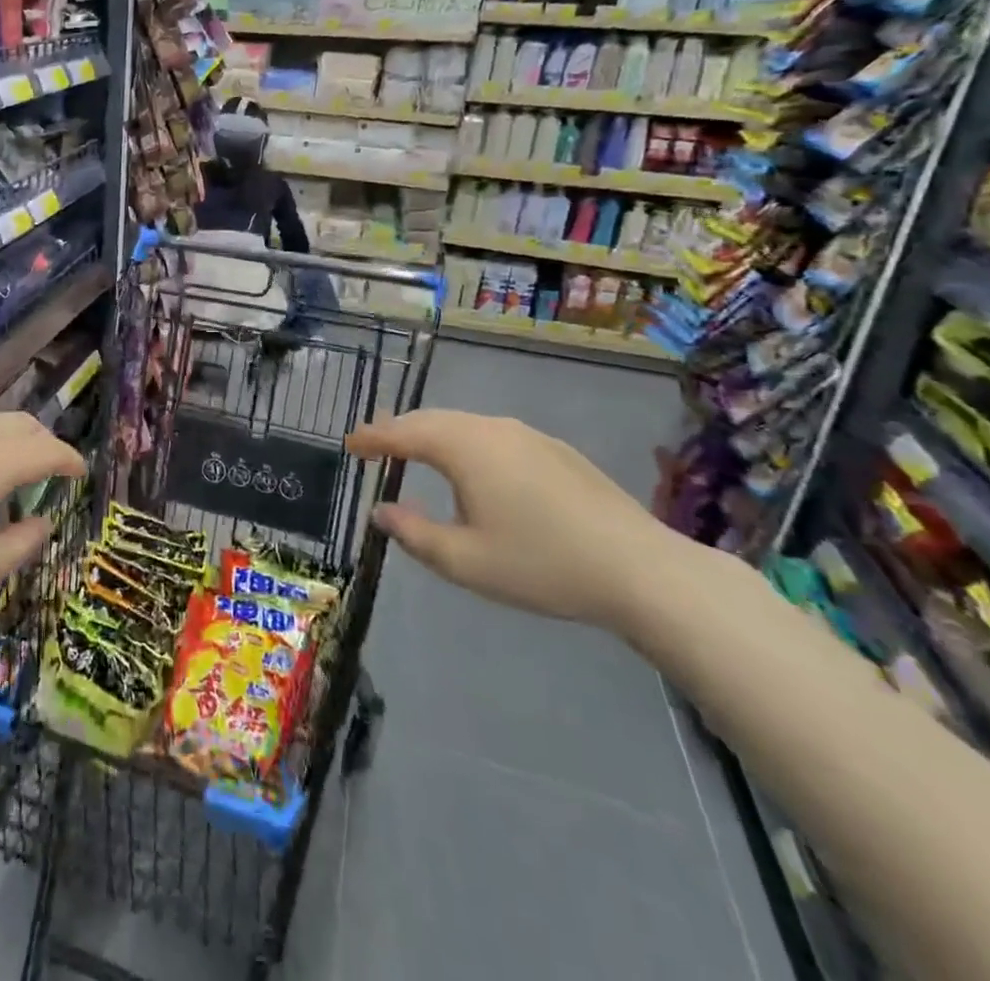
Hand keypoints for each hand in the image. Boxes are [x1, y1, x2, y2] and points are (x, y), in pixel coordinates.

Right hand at [347, 410, 684, 631]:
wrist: (640, 569)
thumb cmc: (541, 565)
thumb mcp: (464, 561)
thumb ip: (414, 533)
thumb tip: (381, 510)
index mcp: (464, 447)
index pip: (403, 432)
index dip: (372, 437)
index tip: (349, 444)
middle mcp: (492, 428)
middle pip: (432, 420)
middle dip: (399, 430)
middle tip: (374, 444)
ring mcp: (527, 435)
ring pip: (465, 425)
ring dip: (433, 435)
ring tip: (414, 452)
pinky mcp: (554, 450)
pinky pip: (492, 435)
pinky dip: (465, 442)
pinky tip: (472, 468)